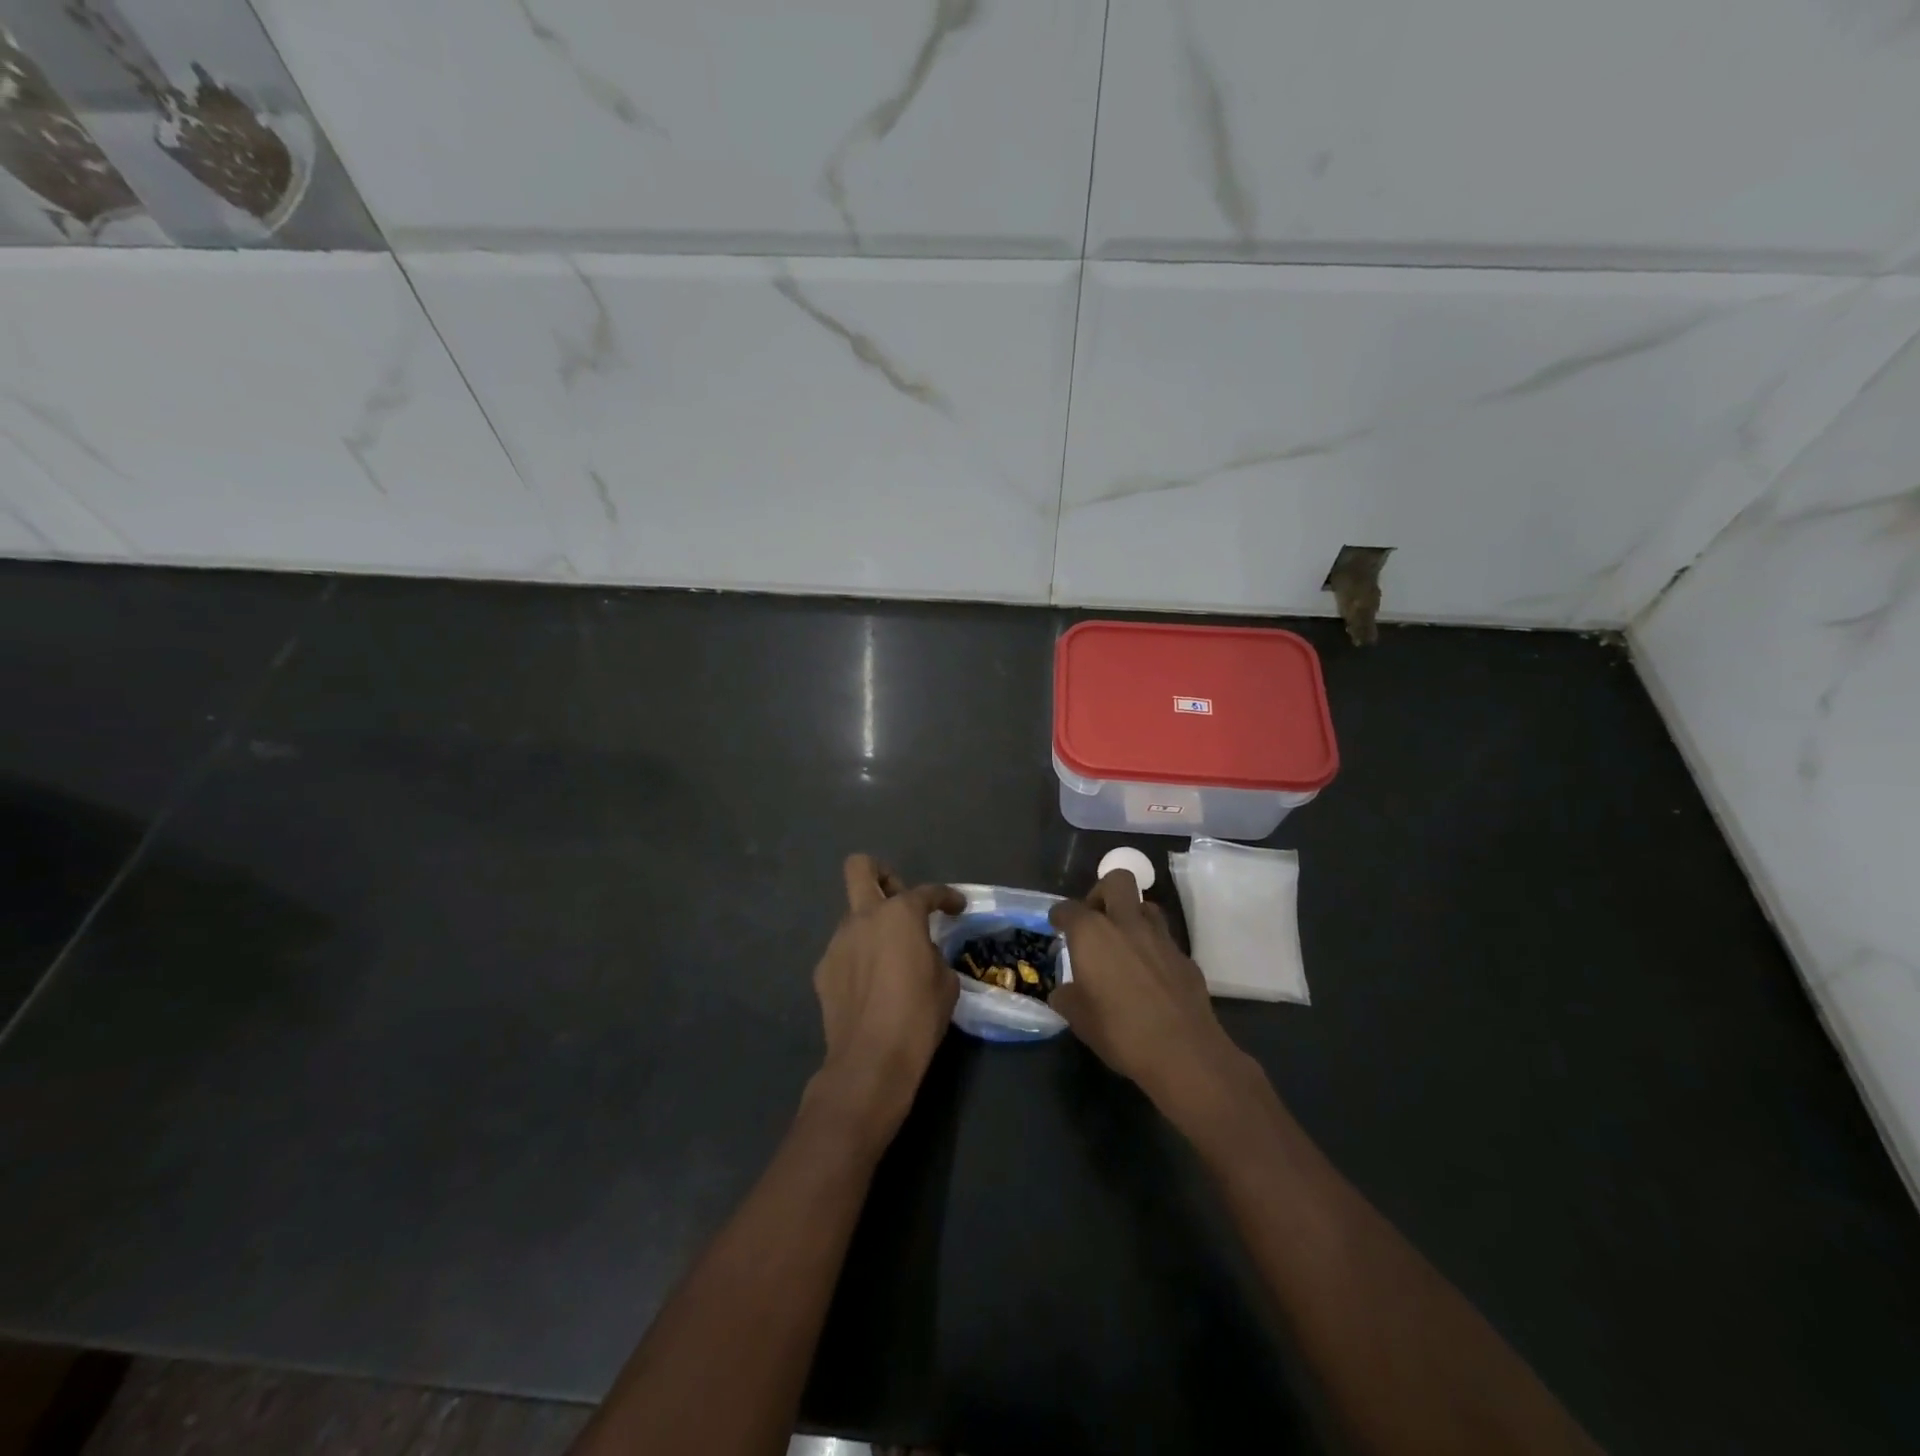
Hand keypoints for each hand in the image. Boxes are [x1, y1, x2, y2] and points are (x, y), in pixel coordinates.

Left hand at [808, 854, 963, 1143]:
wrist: (871, 1060)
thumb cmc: (918, 1016)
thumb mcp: (945, 981)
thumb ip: (932, 953)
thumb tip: (922, 952)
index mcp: (900, 914)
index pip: (928, 892)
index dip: (947, 897)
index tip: (956, 907)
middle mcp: (864, 917)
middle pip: (861, 868)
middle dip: (882, 874)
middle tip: (900, 901)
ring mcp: (838, 942)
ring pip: (853, 916)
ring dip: (871, 927)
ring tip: (888, 959)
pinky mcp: (823, 969)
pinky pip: (844, 951)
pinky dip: (858, 958)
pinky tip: (871, 986)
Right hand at [1048, 870, 1250, 1127]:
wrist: (1184, 1052)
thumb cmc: (1120, 1031)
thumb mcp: (1079, 1019)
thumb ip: (1067, 997)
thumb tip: (1064, 992)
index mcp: (1093, 933)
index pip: (1069, 909)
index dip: (1060, 915)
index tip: (1057, 923)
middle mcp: (1127, 924)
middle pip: (1117, 880)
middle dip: (1102, 892)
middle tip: (1095, 918)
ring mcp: (1161, 938)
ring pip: (1147, 906)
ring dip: (1132, 916)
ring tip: (1124, 943)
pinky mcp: (1185, 957)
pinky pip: (1164, 940)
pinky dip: (1153, 948)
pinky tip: (1149, 974)